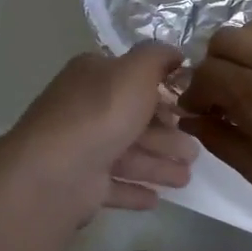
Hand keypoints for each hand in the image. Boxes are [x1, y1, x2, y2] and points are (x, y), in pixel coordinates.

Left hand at [5, 42, 199, 214]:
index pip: (130, 79)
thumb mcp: (136, 71)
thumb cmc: (101, 114)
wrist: (57, 172)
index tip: (188, 107)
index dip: (161, 92)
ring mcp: (80, 149)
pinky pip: (113, 186)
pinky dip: (134, 190)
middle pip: (132, 121)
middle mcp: (83, 109)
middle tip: (194, 152)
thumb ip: (157, 57)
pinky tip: (156, 198)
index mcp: (92, 77)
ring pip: (127, 155)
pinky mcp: (80, 185)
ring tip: (186, 178)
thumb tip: (174, 52)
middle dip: (166, 136)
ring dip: (158, 165)